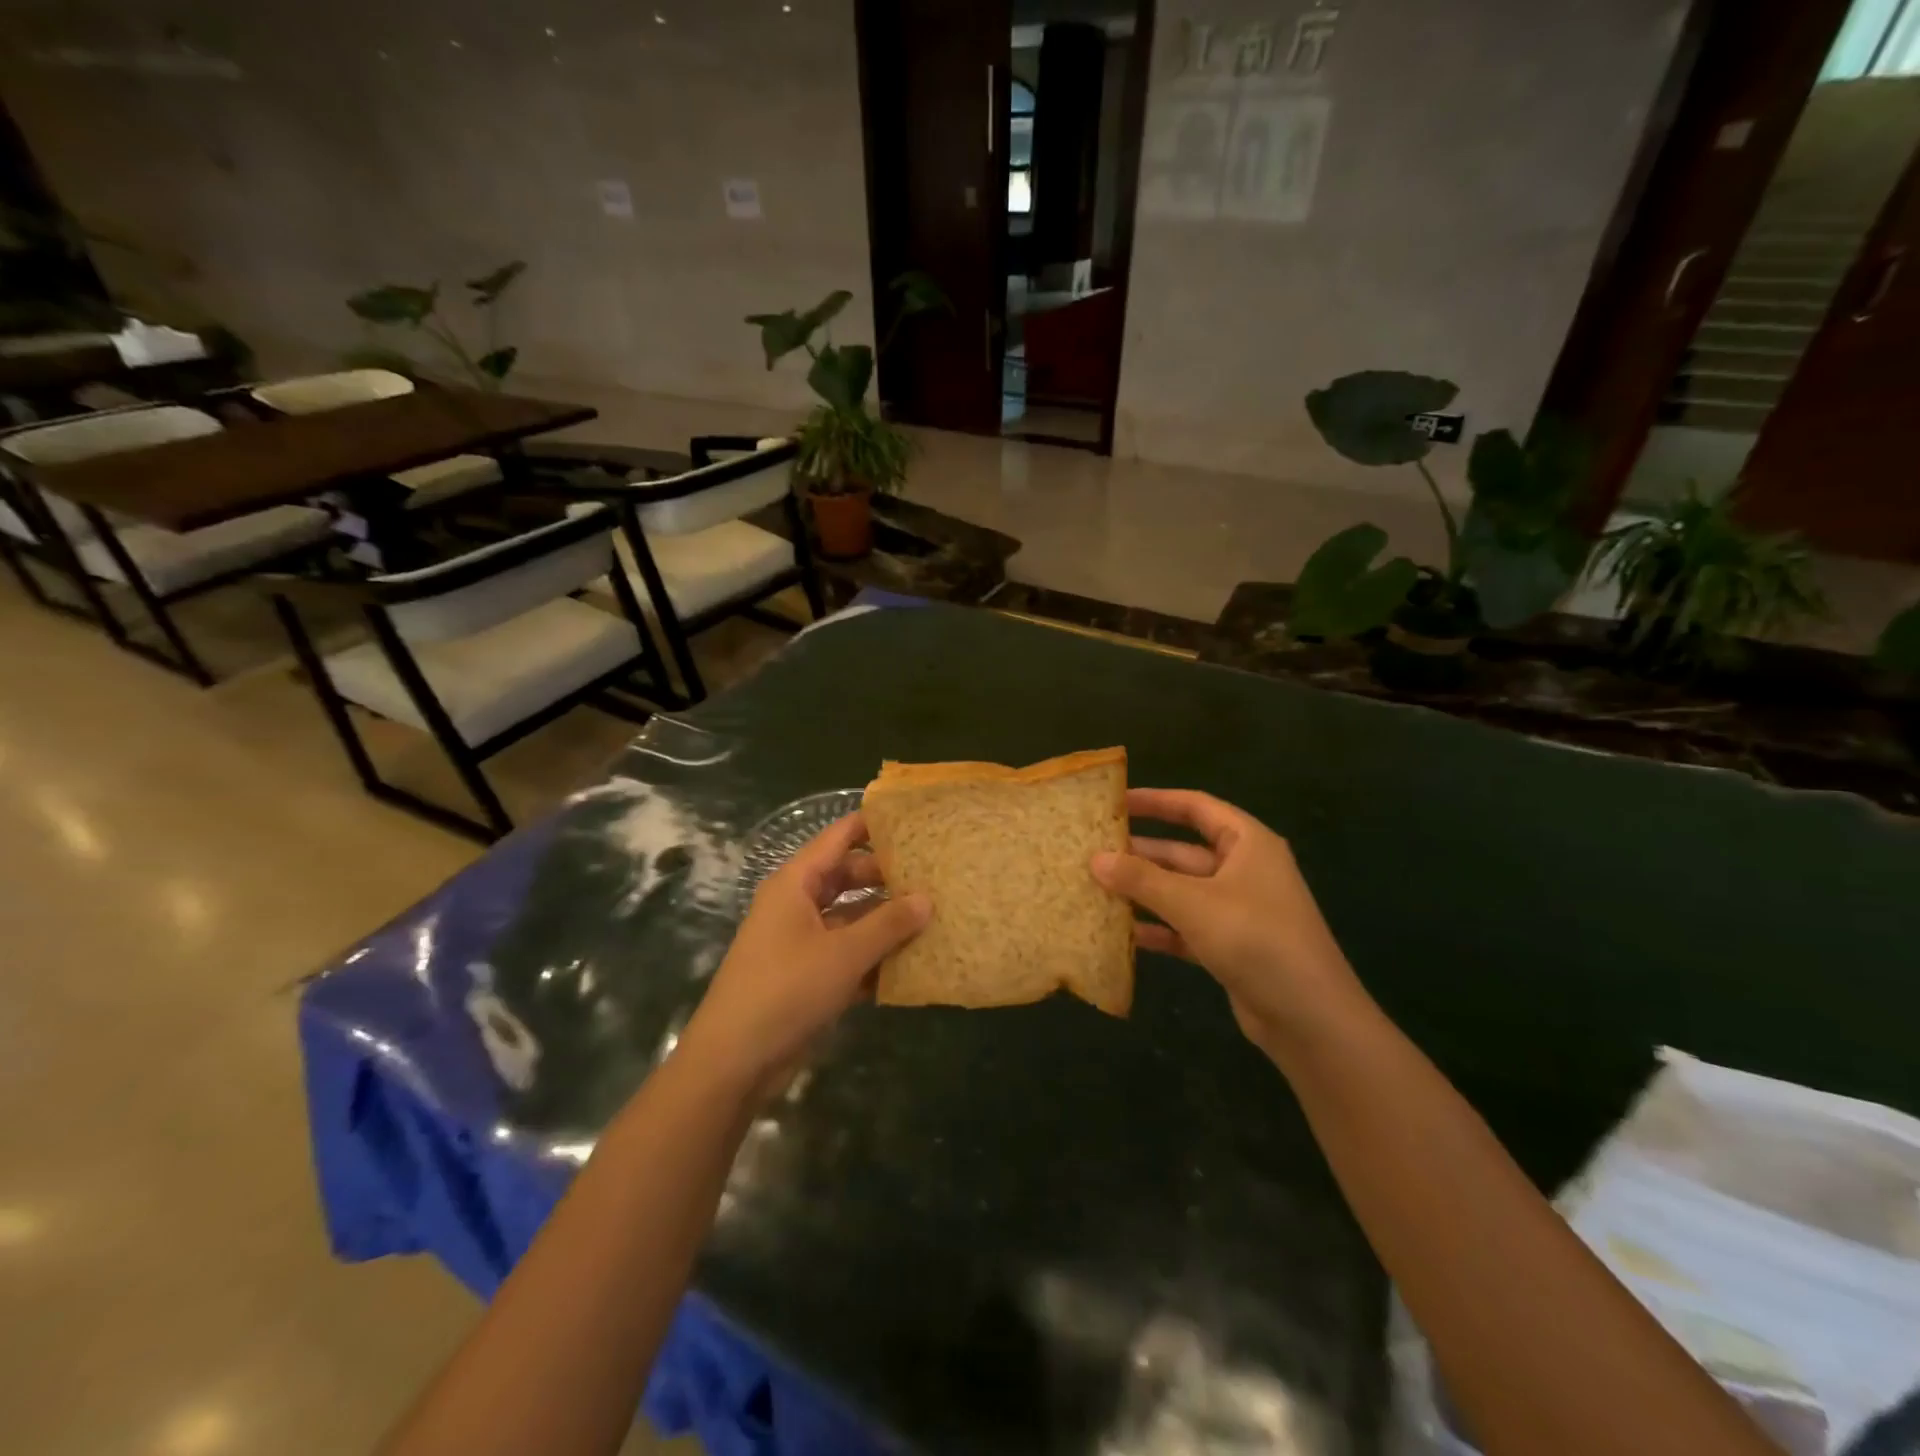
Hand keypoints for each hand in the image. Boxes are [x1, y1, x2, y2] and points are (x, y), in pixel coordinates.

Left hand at [680, 812, 928, 1095]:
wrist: (734, 1062)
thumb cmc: (786, 990)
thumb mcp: (844, 954)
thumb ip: (888, 924)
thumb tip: (927, 898)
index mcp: (796, 883)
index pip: (838, 838)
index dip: (872, 825)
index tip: (914, 821)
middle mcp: (797, 904)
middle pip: (847, 877)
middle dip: (887, 878)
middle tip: (934, 876)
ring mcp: (800, 941)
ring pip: (850, 917)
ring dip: (884, 921)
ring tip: (932, 918)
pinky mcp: (806, 975)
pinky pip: (847, 952)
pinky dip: (873, 956)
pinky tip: (910, 963)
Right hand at [1092, 789, 1369, 1054]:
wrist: (1311, 1019)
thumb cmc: (1256, 940)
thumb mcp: (1193, 903)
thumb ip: (1142, 879)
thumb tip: (1095, 859)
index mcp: (1247, 844)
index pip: (1196, 808)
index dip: (1155, 801)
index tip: (1114, 801)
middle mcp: (1243, 870)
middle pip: (1183, 851)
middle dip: (1140, 852)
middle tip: (1092, 850)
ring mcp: (1237, 910)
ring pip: (1181, 891)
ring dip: (1143, 891)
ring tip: (1095, 887)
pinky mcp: (1230, 946)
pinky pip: (1186, 927)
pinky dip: (1158, 928)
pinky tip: (1122, 932)